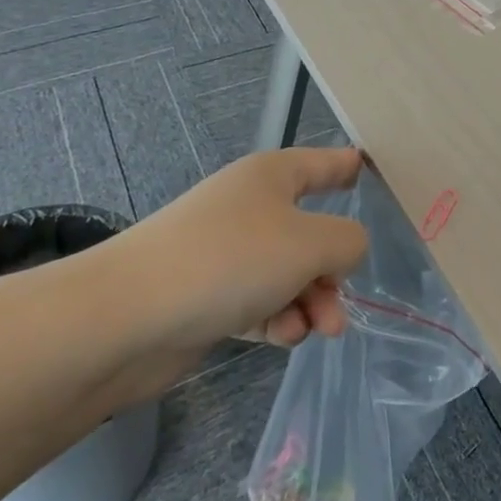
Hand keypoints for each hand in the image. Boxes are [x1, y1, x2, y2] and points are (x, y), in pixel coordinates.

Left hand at [93, 147, 370, 391]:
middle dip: (331, 269)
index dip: (350, 167)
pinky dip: (275, 318)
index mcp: (273, 176)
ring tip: (317, 331)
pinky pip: (257, 301)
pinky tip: (281, 338)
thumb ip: (348, 242)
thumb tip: (346, 250)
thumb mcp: (310, 243)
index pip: (324, 163)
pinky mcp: (206, 295)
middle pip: (310, 229)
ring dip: (308, 301)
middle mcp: (250, 207)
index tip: (373, 175)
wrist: (126, 318)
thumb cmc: (230, 260)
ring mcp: (225, 252)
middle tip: (340, 305)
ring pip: (286, 272)